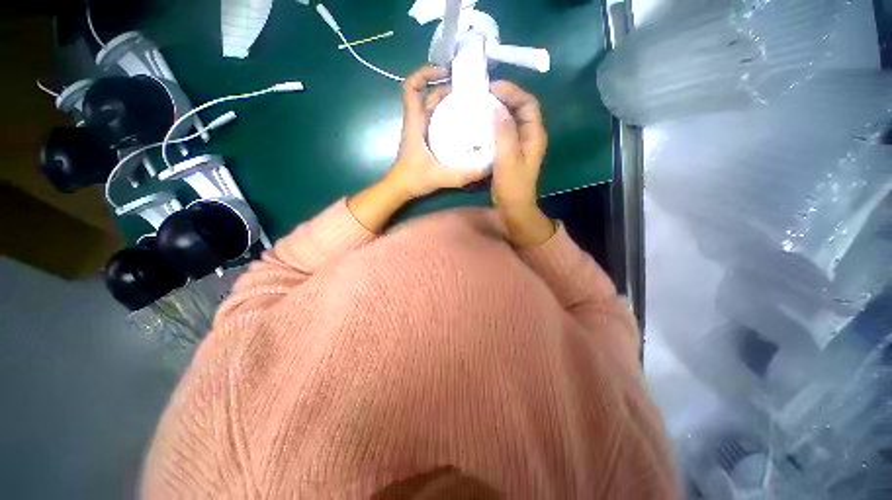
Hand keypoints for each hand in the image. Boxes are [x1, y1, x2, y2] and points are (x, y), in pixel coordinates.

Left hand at [384, 66, 487, 199]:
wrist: (399, 189)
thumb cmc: (413, 179)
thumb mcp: (439, 177)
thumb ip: (462, 175)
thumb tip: (487, 168)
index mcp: (415, 123)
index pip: (411, 87)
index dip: (424, 73)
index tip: (444, 72)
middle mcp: (417, 122)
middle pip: (428, 95)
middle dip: (446, 87)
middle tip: (470, 92)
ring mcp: (421, 131)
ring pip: (433, 107)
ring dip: (449, 102)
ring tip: (471, 104)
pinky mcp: (425, 140)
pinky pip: (436, 121)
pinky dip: (448, 117)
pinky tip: (464, 125)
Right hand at [491, 81, 554, 246]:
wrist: (513, 208)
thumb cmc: (513, 186)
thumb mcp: (508, 159)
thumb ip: (504, 133)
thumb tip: (496, 108)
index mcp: (534, 135)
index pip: (527, 103)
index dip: (512, 91)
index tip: (492, 87)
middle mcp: (529, 136)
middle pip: (519, 109)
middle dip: (503, 98)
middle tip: (482, 95)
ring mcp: (519, 145)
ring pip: (510, 120)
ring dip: (497, 111)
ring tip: (479, 106)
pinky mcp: (510, 152)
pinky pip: (503, 132)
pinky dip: (493, 125)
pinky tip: (480, 126)